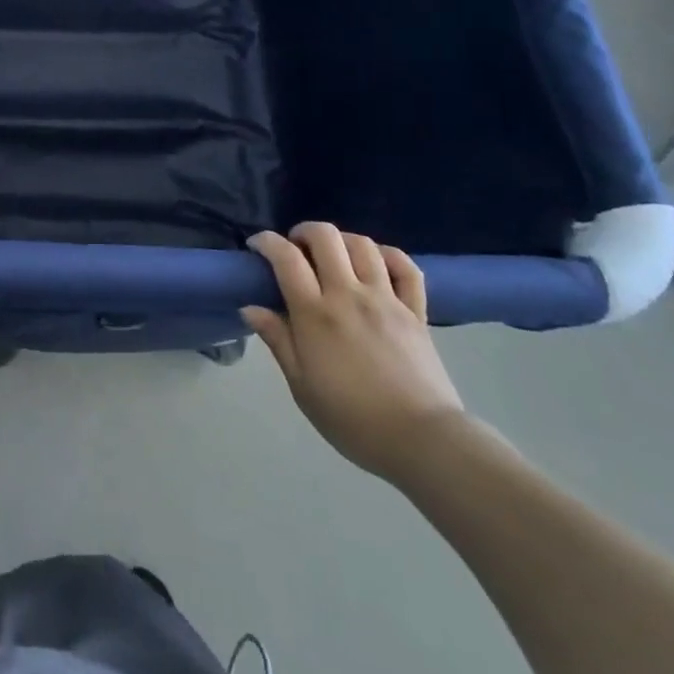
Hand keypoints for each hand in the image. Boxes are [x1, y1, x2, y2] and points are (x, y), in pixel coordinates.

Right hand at [242, 223, 465, 481]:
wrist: (423, 442)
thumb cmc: (353, 420)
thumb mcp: (302, 387)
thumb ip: (278, 341)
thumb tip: (251, 307)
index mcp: (316, 314)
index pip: (286, 258)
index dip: (267, 241)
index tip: (256, 245)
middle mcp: (349, 295)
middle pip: (325, 237)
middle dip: (304, 231)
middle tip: (296, 248)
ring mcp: (386, 300)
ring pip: (363, 245)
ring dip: (342, 240)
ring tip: (333, 255)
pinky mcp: (416, 312)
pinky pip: (406, 268)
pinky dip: (389, 256)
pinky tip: (377, 263)